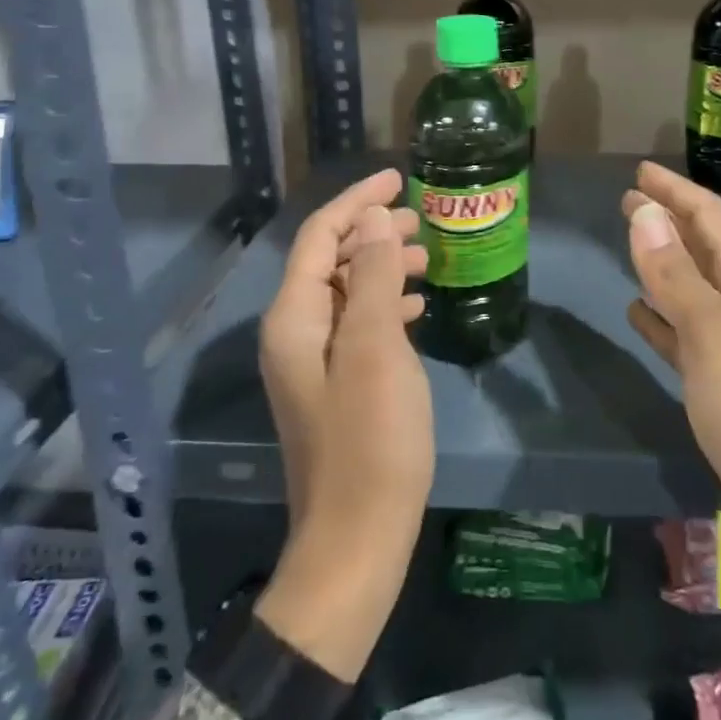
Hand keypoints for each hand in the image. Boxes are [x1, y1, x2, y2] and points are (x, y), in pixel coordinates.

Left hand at [255, 169, 432, 679]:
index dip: (357, 202)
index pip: (319, 237)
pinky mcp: (336, 385)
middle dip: (372, 231)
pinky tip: (416, 307)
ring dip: (382, 266)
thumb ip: (372, 277)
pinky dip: (384, 304)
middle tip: (420, 220)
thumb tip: (372, 221)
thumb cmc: (371, 439)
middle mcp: (295, 333)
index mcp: (294, 318)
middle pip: (330, 259)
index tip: (399, 179)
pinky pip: (358, 323)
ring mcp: (314, 362)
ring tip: (425, 258)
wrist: (357, 540)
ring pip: (347, 290)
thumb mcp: (376, 347)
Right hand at [621, 161, 720, 564]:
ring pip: (692, 288)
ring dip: (662, 263)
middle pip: (703, 248)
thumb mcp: (712, 331)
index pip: (711, 218)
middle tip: (628, 199)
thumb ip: (676, 273)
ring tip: (630, 243)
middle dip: (668, 219)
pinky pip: (684, 334)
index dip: (675, 191)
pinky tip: (636, 313)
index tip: (639, 172)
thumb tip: (645, 213)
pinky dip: (660, 317)